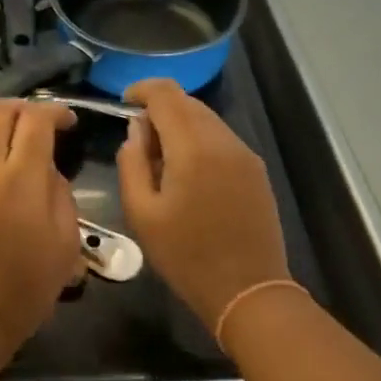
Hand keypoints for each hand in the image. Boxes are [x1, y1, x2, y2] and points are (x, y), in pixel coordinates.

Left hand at [0, 99, 80, 357]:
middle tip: (37, 123)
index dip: (55, 111)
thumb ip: (61, 195)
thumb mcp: (65, 244)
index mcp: (22, 180)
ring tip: (6, 140)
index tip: (67, 121)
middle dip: (23, 108)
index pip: (37, 121)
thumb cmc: (24, 289)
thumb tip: (48, 168)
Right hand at [118, 78, 289, 328]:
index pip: (166, 93)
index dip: (141, 89)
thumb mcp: (142, 214)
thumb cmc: (186, 256)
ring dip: (180, 126)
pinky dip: (200, 141)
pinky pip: (221, 139)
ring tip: (163, 162)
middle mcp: (223, 140)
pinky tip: (190, 175)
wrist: (248, 290)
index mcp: (192, 147)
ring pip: (206, 119)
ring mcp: (244, 153)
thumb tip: (136, 131)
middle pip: (187, 102)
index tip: (124, 103)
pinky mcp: (256, 169)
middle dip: (160, 110)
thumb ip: (132, 163)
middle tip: (140, 144)